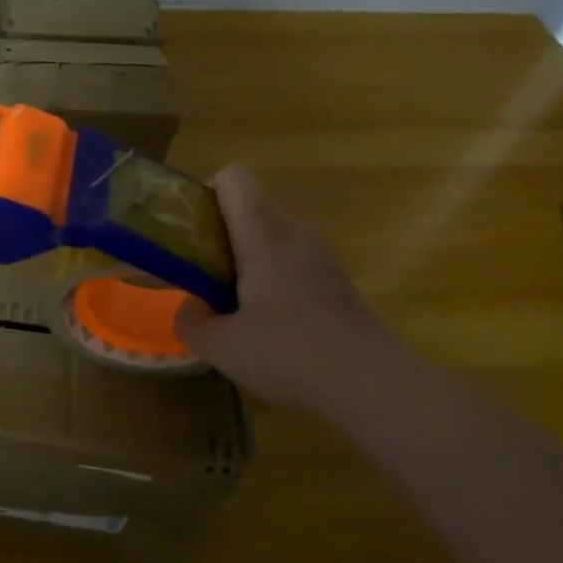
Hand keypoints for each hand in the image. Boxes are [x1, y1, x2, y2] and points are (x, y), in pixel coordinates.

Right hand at [175, 165, 405, 412]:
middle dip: (222, 236)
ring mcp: (322, 256)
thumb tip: (189, 306)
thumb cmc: (291, 354)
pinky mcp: (338, 280)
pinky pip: (294, 261)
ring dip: (248, 261)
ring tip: (237, 307)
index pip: (234, 178)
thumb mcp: (222, 347)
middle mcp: (294, 233)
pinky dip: (274, 279)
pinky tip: (272, 326)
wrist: (373, 384)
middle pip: (251, 209)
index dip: (207, 194)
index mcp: (262, 235)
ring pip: (272, 238)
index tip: (193, 233)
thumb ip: (191, 321)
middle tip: (206, 278)